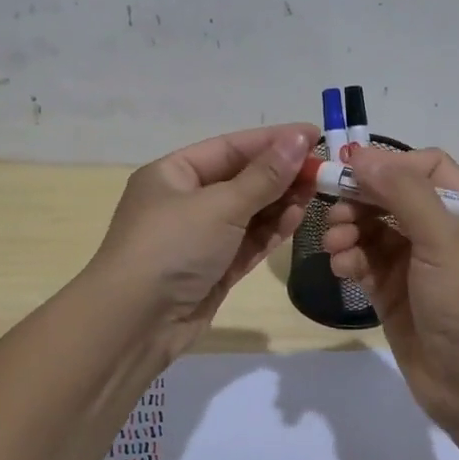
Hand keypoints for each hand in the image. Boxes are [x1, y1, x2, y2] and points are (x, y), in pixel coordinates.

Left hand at [87, 122, 318, 358]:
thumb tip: (298, 139)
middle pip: (242, 179)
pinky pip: (248, 241)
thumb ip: (264, 176)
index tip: (315, 136)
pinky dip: (271, 230)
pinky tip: (298, 218)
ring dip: (281, 201)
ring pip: (249, 212)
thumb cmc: (172, 247)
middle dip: (281, 173)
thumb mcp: (220, 206)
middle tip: (324, 169)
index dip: (273, 140)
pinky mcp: (214, 269)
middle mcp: (185, 201)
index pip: (231, 147)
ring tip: (317, 192)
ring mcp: (200, 237)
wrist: (134, 323)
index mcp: (173, 174)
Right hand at [321, 145, 458, 428]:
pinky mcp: (392, 294)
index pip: (425, 168)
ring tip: (335, 245)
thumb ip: (403, 192)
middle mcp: (438, 233)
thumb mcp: (442, 238)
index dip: (390, 164)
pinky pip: (363, 263)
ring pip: (371, 230)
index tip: (353, 169)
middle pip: (390, 197)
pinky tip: (340, 267)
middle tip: (334, 212)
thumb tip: (360, 154)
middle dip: (360, 200)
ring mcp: (413, 265)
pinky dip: (348, 259)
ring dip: (348, 230)